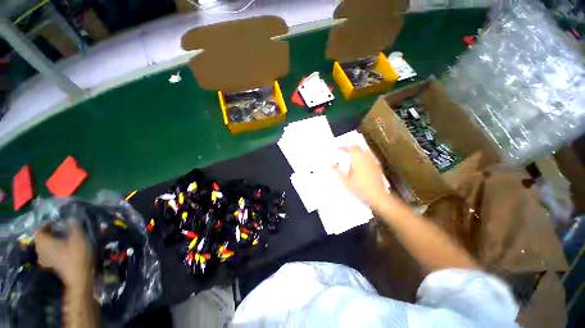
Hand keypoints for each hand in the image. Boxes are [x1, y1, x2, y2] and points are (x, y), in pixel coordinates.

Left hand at [34, 222, 92, 287]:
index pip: (40, 230)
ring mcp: (43, 260)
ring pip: (43, 247)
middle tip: (60, 230)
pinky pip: (47, 254)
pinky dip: (51, 250)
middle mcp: (40, 250)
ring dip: (50, 242)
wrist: (78, 277)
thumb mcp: (78, 238)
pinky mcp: (49, 265)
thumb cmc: (77, 256)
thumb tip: (70, 218)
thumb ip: (73, 226)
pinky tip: (60, 251)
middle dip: (49, 234)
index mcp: (44, 242)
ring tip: (61, 240)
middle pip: (41, 239)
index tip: (57, 223)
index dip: (47, 225)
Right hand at [334, 146, 388, 206]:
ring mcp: (372, 161)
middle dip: (351, 148)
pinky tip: (360, 163)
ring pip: (364, 151)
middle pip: (358, 147)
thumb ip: (338, 171)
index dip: (344, 147)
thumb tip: (332, 164)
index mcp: (358, 159)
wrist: (376, 195)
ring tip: (351, 156)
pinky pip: (368, 156)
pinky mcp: (377, 166)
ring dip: (357, 151)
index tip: (338, 148)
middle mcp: (366, 157)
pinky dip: (362, 156)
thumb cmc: (359, 187)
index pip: (350, 148)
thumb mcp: (346, 180)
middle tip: (344, 151)